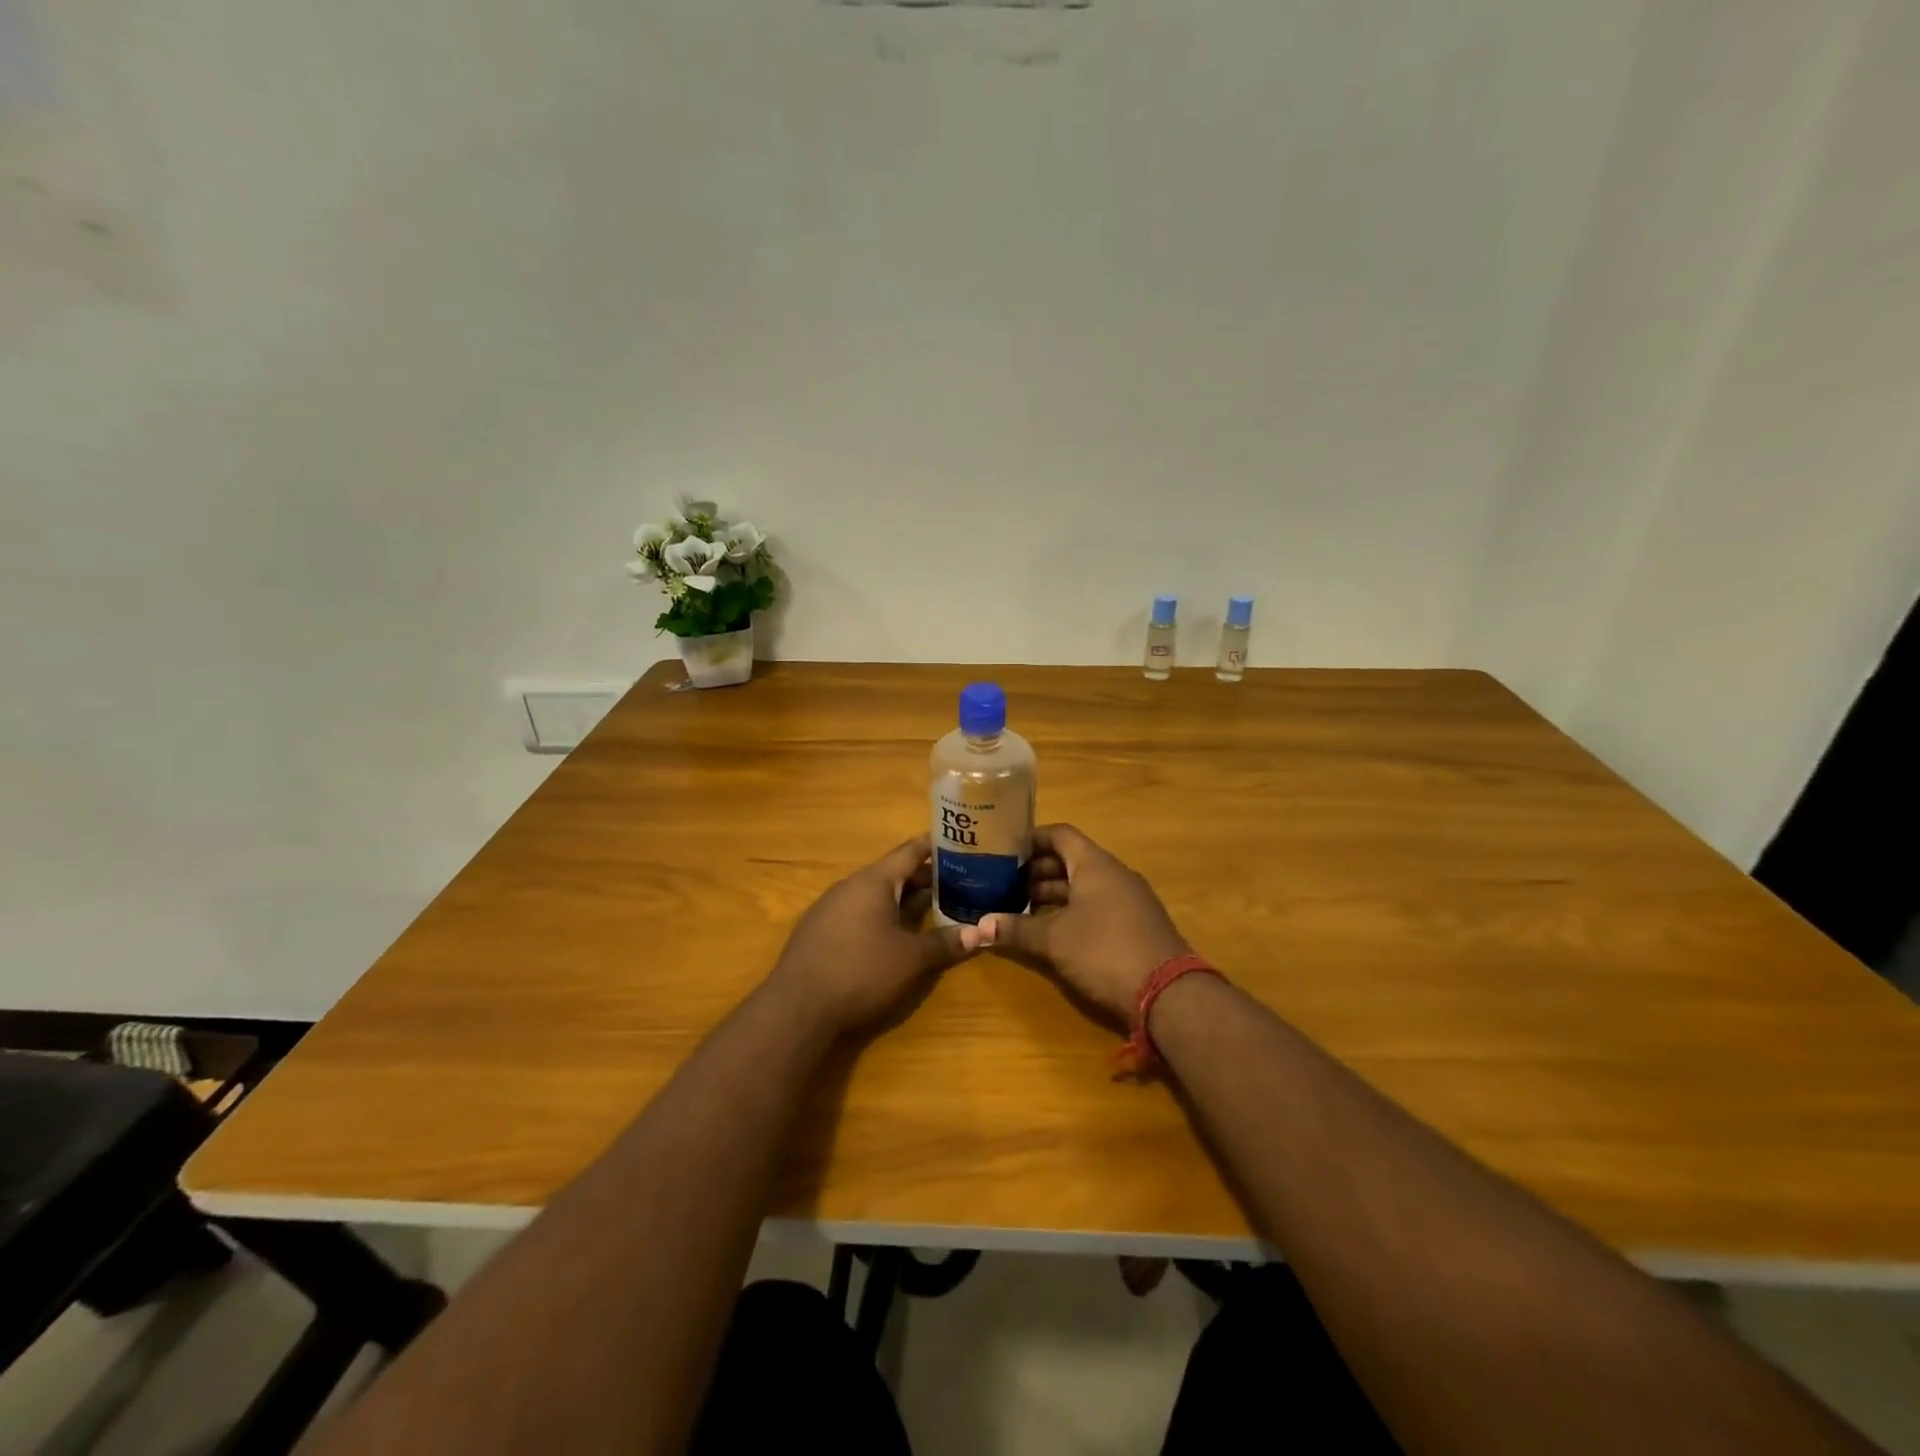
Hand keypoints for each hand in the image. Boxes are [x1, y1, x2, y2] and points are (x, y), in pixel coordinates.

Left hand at [770, 835, 970, 1035]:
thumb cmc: (861, 971)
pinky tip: (895, 935)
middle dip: (925, 878)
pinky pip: (859, 913)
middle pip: (893, 873)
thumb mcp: (912, 959)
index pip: (910, 851)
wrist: (798, 1009)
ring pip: (875, 895)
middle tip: (958, 881)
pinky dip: (882, 916)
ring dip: (903, 899)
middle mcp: (850, 886)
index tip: (960, 843)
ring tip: (933, 906)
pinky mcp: (820, 933)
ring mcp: (830, 909)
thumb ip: (946, 943)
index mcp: (873, 881)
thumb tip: (980, 934)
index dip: (936, 846)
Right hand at [962, 824, 1191, 1023]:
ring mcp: (1128, 900)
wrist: (1169, 993)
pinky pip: (1096, 906)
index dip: (1031, 839)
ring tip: (1020, 909)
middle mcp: (1114, 874)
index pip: (1060, 834)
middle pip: (1070, 861)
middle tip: (1004, 884)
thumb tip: (976, 928)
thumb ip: (1015, 930)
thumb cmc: (1104, 951)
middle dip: (1036, 871)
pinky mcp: (1135, 925)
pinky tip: (1052, 932)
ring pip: (1083, 886)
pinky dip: (1071, 911)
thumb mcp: (1053, 940)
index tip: (1004, 849)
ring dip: (1053, 894)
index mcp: (1095, 864)